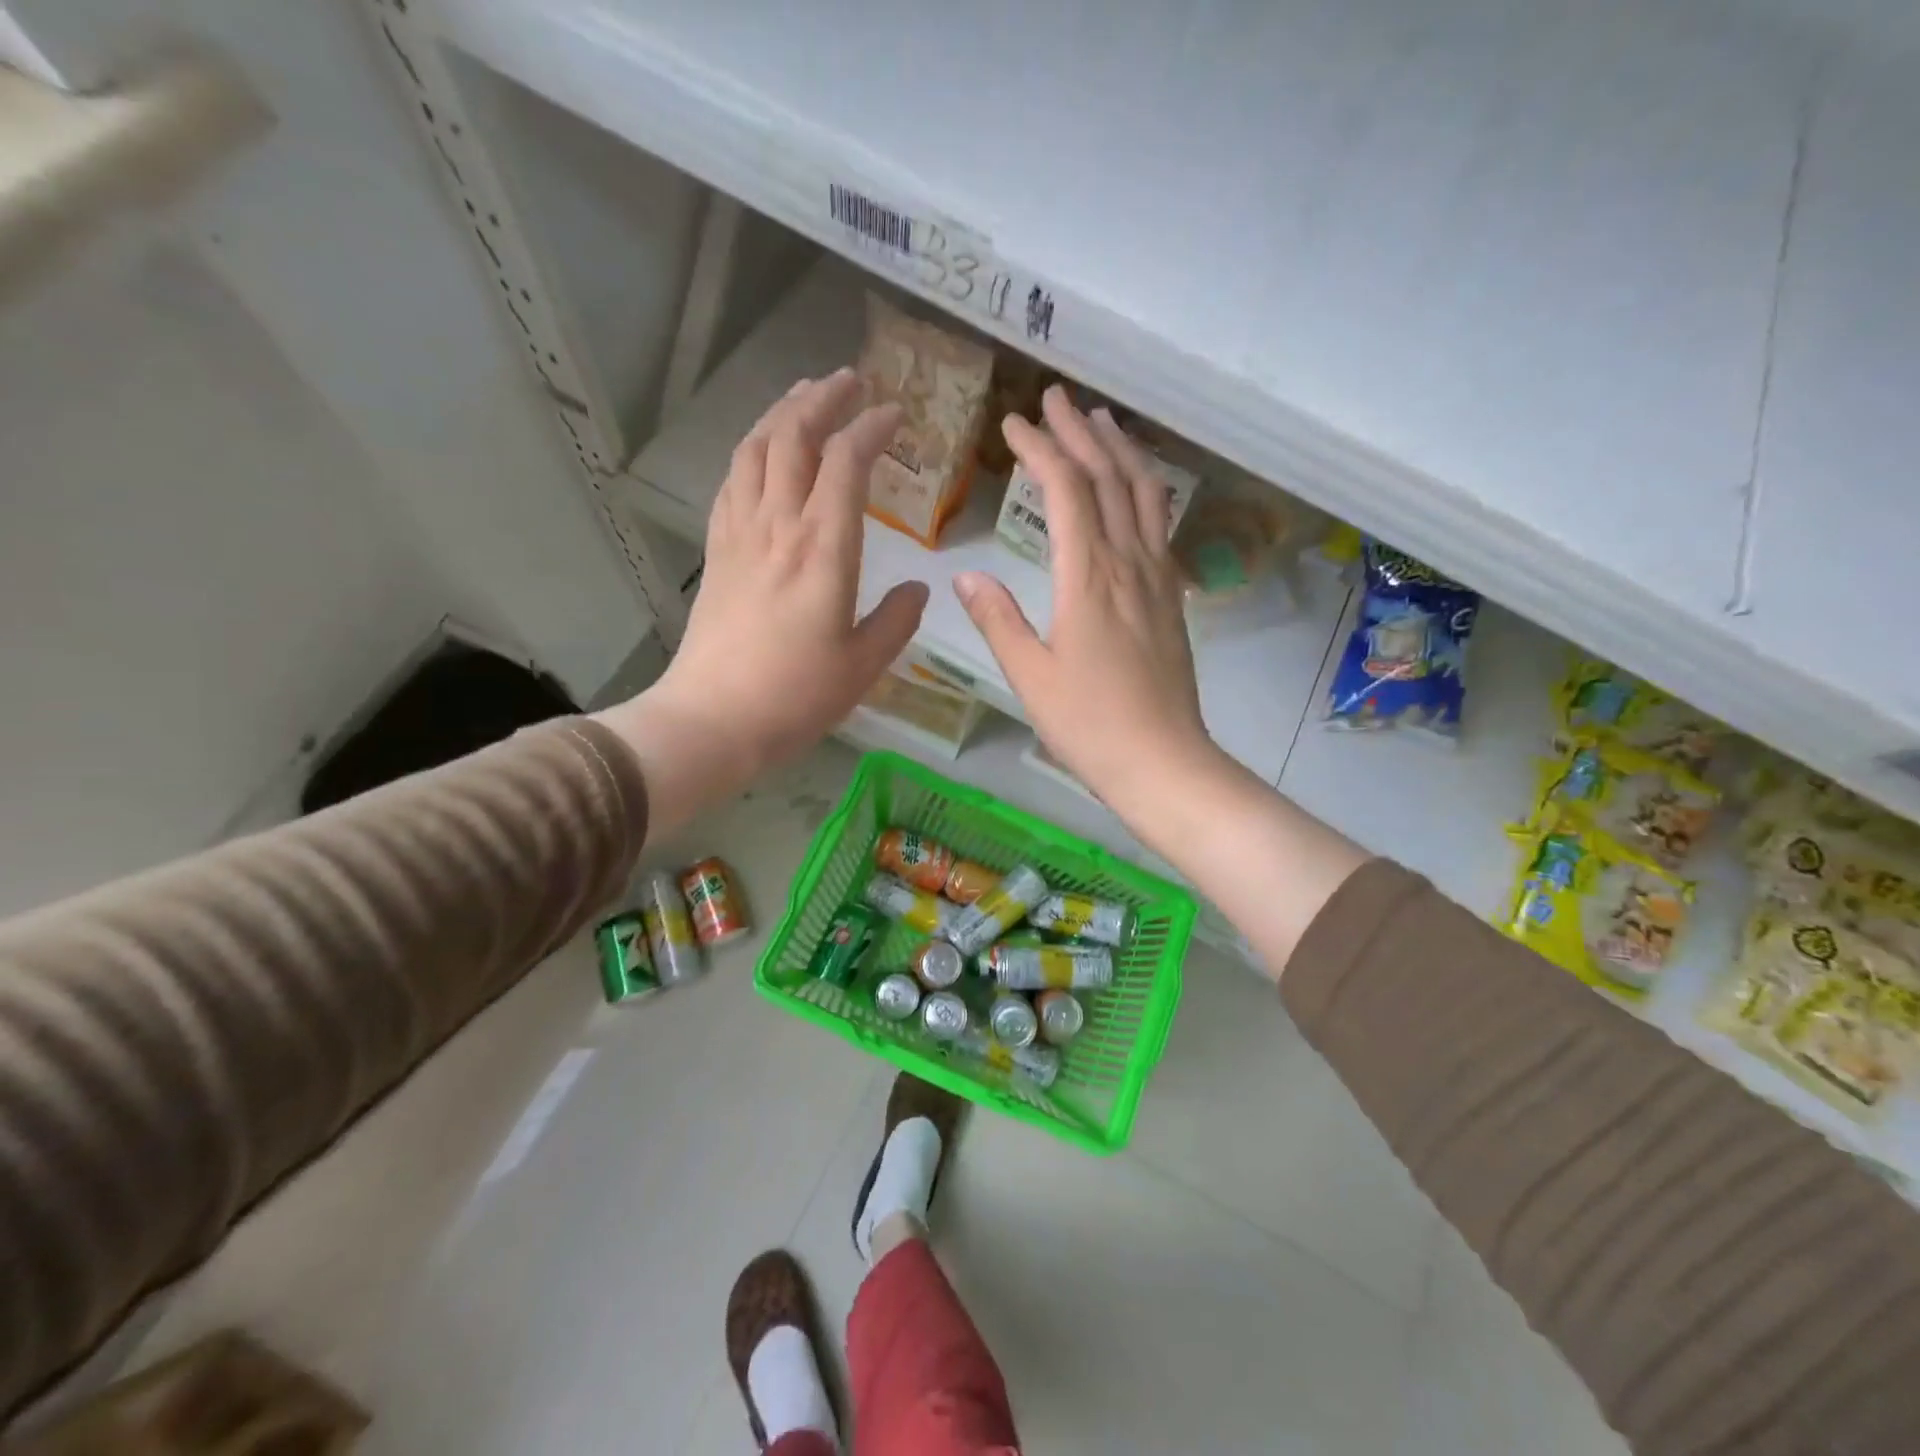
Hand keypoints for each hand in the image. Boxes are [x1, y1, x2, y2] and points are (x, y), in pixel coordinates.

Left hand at [597, 370, 927, 833]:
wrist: (713, 719)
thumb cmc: (796, 696)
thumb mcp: (864, 666)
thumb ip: (897, 620)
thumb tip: (919, 588)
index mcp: (823, 549)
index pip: (846, 463)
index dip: (871, 428)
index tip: (895, 415)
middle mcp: (778, 526)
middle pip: (793, 437)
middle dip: (823, 399)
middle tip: (849, 381)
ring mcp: (740, 535)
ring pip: (755, 450)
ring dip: (781, 413)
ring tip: (804, 398)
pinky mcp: (717, 552)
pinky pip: (732, 483)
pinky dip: (751, 453)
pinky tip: (761, 454)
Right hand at [955, 387, 1220, 823]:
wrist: (1163, 760)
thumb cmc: (1088, 724)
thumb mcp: (1029, 675)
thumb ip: (998, 619)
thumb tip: (965, 574)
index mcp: (1088, 578)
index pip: (1066, 491)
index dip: (1040, 449)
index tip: (1014, 422)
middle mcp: (1129, 564)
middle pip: (1109, 478)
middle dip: (1080, 432)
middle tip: (1057, 397)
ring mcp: (1158, 578)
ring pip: (1145, 495)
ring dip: (1121, 451)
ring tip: (1102, 422)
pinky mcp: (1172, 597)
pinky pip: (1161, 526)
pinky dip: (1146, 491)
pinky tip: (1136, 490)